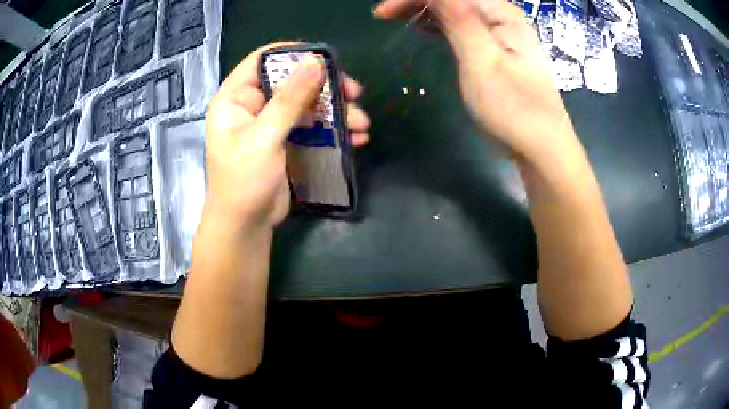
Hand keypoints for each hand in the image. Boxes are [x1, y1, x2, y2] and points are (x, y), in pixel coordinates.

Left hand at [203, 42, 370, 230]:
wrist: (245, 225)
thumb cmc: (243, 181)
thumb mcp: (264, 137)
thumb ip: (289, 99)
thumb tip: (315, 62)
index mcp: (236, 97)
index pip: (262, 60)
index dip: (292, 53)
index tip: (325, 58)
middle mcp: (253, 105)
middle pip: (292, 80)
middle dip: (325, 86)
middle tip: (354, 93)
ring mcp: (271, 123)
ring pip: (307, 104)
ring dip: (337, 111)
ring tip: (363, 124)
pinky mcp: (286, 140)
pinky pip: (312, 125)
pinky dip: (334, 129)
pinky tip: (356, 138)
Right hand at [374, 0, 575, 161]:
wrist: (541, 146)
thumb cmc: (513, 108)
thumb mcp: (482, 62)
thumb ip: (460, 21)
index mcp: (502, 14)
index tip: (383, 13)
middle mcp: (503, 17)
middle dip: (420, 2)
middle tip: (386, 15)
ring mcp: (502, 34)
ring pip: (458, 11)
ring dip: (428, 12)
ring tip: (400, 20)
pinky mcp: (498, 51)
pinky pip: (465, 27)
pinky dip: (443, 26)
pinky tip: (428, 30)